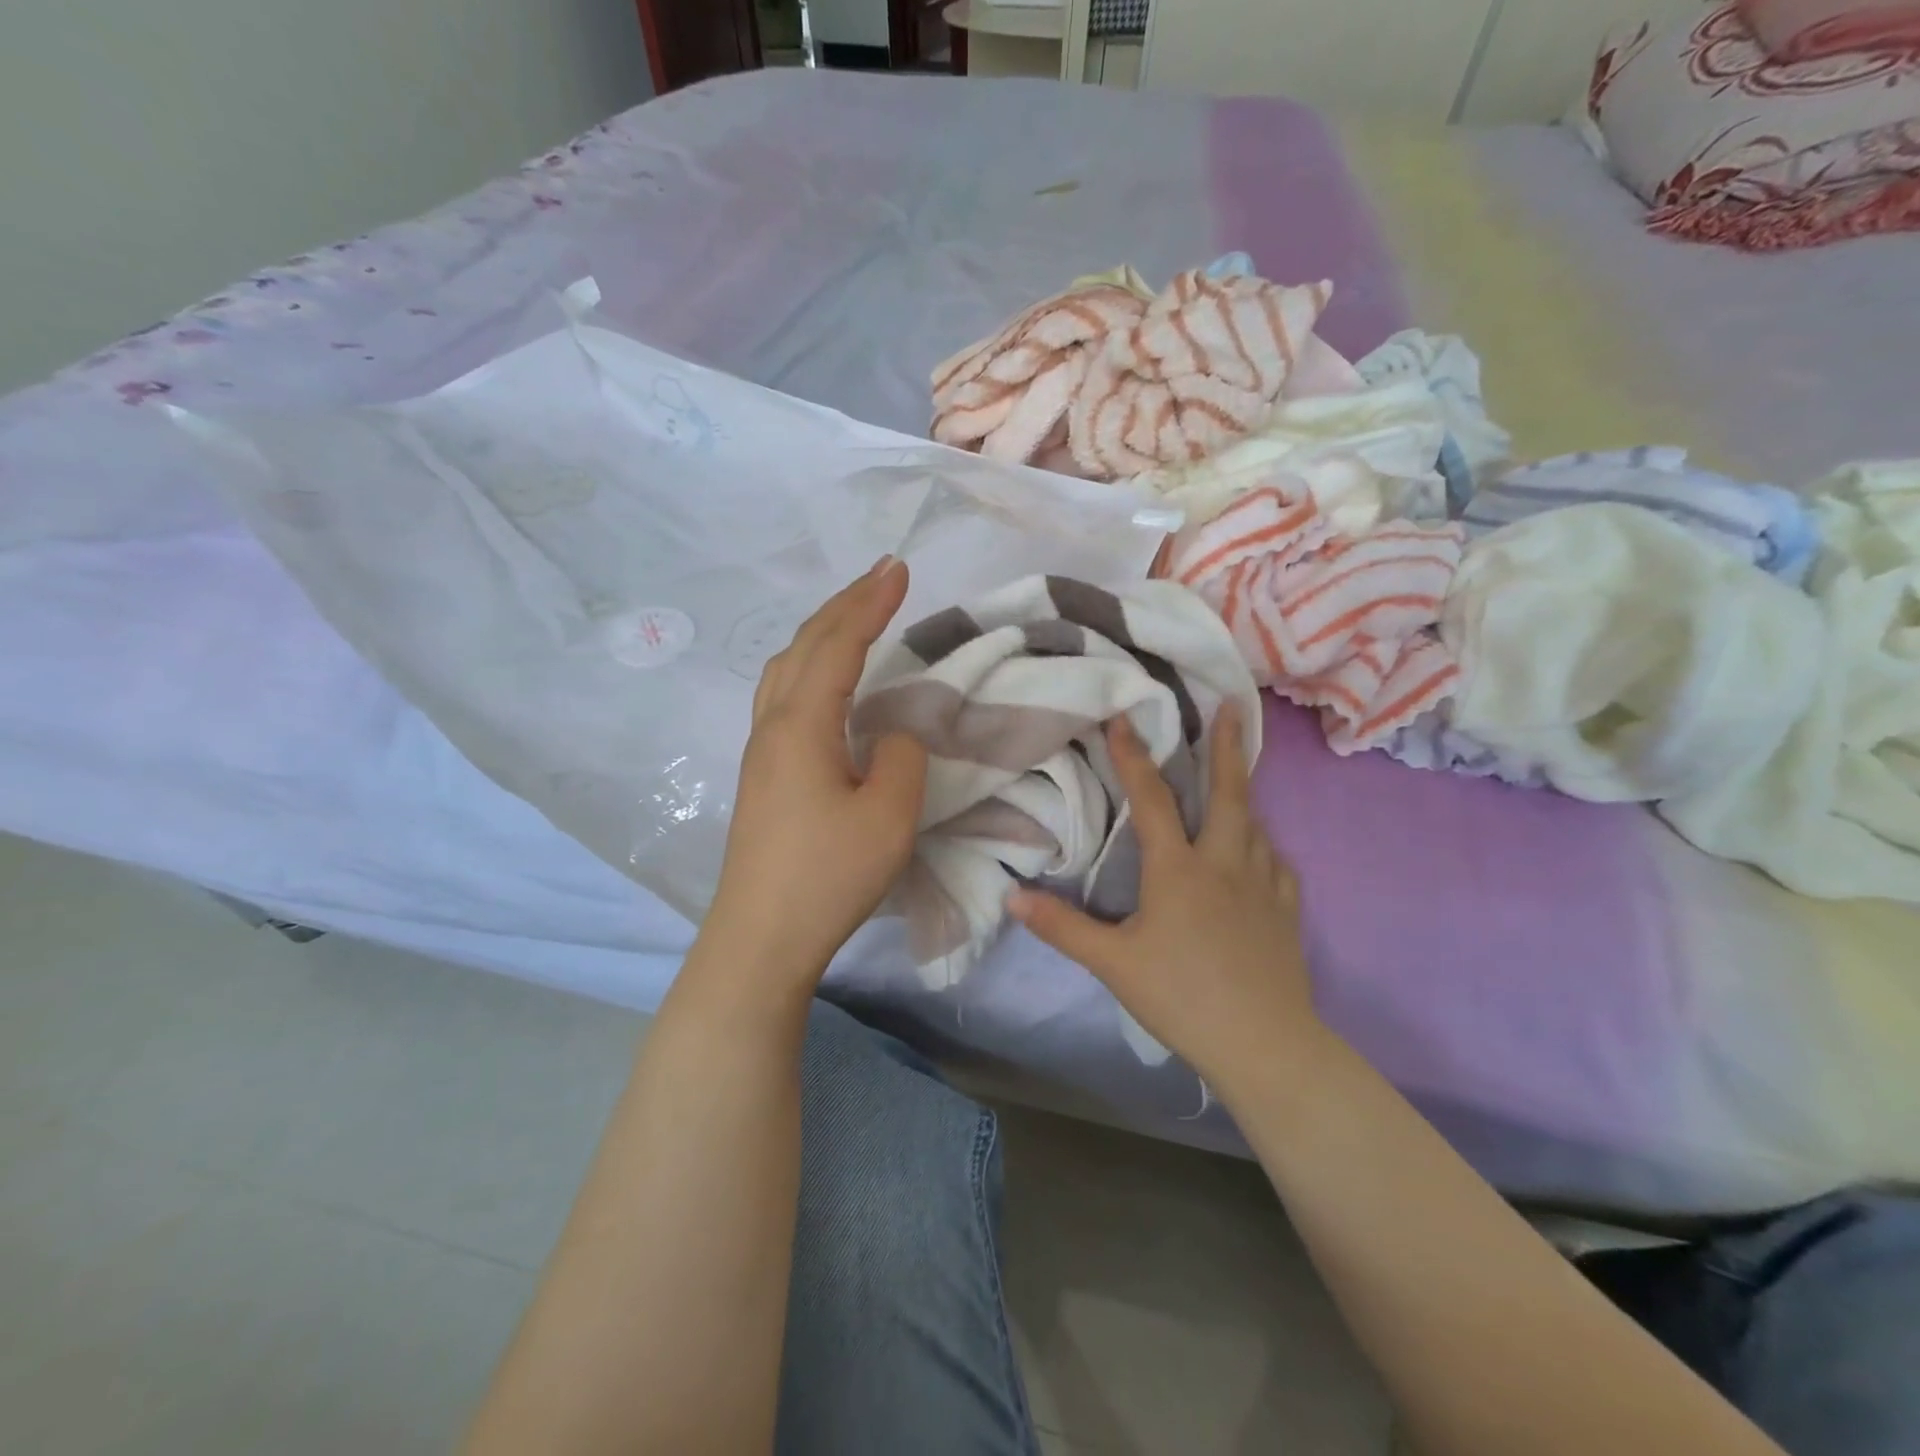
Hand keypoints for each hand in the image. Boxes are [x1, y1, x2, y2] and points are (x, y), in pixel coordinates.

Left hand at [703, 557, 927, 992]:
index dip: (871, 603)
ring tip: (855, 613)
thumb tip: (892, 735)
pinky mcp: (761, 773)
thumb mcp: (888, 816)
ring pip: (786, 667)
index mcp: (801, 725)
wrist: (761, 936)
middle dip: (846, 603)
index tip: (900, 568)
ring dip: (823, 631)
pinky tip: (824, 678)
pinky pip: (783, 693)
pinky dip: (811, 663)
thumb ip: (901, 757)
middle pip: (806, 645)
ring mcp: (760, 749)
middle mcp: (772, 725)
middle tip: (884, 573)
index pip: (839, 645)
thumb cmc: (828, 875)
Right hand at [1007, 706, 1325, 1098]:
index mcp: (1179, 869)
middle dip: (1226, 747)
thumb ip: (1062, 927)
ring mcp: (1263, 886)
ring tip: (1234, 780)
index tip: (1125, 717)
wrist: (1264, 1043)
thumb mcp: (1113, 963)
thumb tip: (1012, 896)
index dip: (1134, 756)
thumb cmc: (1182, 996)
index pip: (1153, 800)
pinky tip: (1261, 853)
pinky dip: (1264, 847)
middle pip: (1229, 794)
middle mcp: (1225, 864)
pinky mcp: (1286, 912)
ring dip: (1243, 796)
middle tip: (1231, 706)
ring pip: (1255, 825)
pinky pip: (1277, 864)